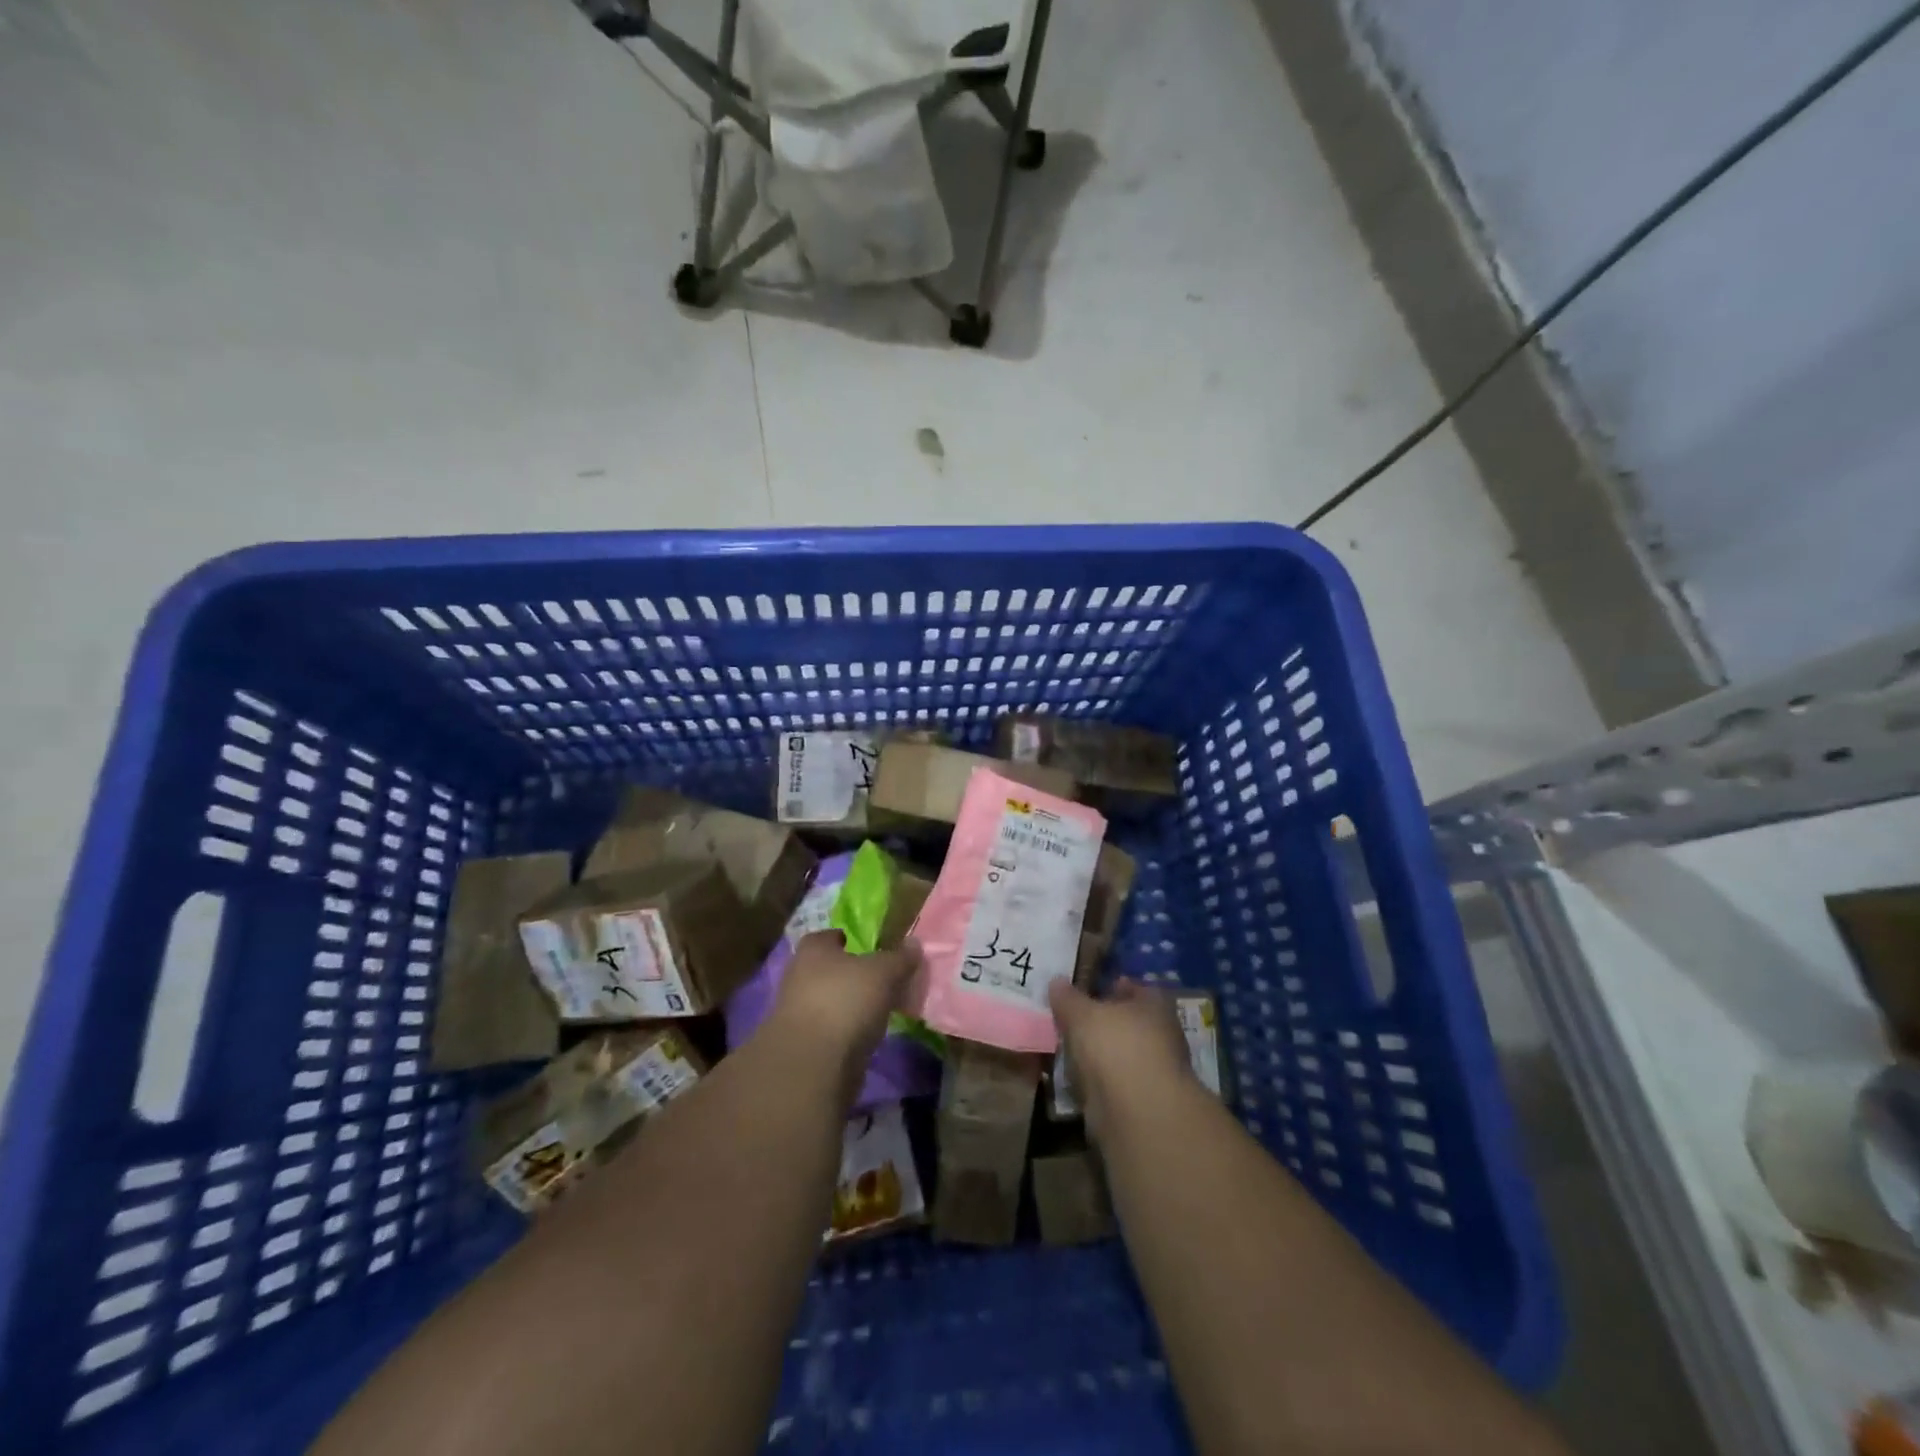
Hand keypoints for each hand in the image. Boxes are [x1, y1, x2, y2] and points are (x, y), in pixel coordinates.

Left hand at [769, 931, 919, 1077]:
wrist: (813, 1064)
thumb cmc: (845, 1002)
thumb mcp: (883, 973)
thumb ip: (899, 957)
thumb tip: (913, 942)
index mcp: (813, 950)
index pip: (829, 936)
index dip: (849, 939)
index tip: (872, 948)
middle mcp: (798, 975)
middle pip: (828, 969)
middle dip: (851, 974)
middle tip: (882, 979)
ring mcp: (797, 1012)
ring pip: (829, 1000)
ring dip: (849, 1004)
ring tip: (880, 1008)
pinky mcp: (803, 1044)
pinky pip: (830, 1028)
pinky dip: (846, 1029)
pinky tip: (867, 1034)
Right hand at [1049, 977, 1195, 1140]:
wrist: (1136, 1112)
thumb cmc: (1116, 1046)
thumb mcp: (1082, 1013)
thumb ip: (1068, 998)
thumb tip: (1056, 981)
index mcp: (1154, 1005)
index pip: (1134, 987)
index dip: (1110, 985)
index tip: (1085, 988)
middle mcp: (1160, 1035)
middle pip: (1126, 1022)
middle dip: (1101, 1021)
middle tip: (1069, 1018)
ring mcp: (1152, 1070)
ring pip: (1119, 1053)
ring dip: (1098, 1053)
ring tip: (1066, 1047)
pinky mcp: (1140, 1101)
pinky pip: (1112, 1081)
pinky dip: (1096, 1080)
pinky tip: (1074, 1077)